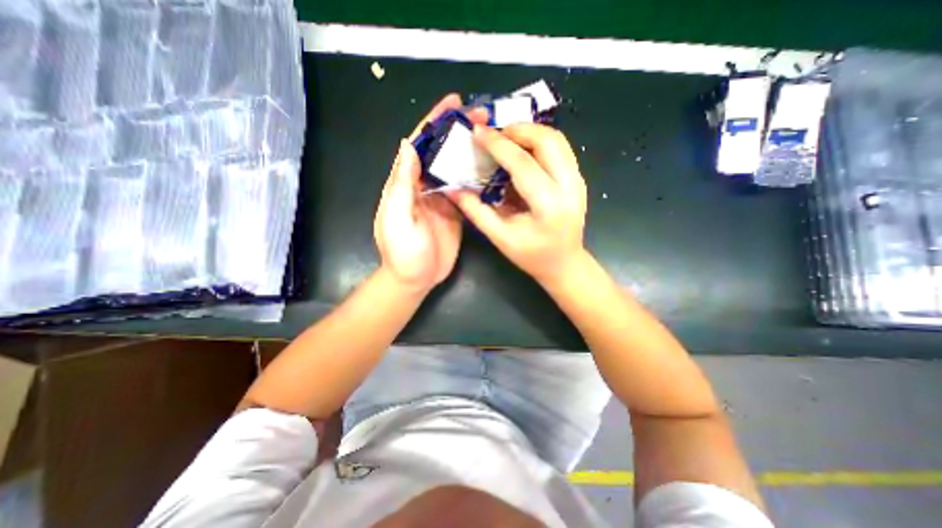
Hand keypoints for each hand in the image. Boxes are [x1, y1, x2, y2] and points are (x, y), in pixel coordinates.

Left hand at [373, 95, 478, 291]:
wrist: (415, 279)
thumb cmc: (402, 252)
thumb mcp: (398, 217)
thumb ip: (402, 183)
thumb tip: (408, 144)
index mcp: (405, 183)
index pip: (419, 144)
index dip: (434, 121)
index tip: (452, 102)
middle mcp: (424, 185)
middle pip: (440, 151)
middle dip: (457, 131)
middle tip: (481, 115)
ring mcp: (442, 198)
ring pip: (455, 167)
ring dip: (470, 150)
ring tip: (491, 135)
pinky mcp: (456, 211)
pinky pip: (466, 189)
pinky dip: (477, 176)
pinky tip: (492, 167)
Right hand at [448, 122, 585, 285]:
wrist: (564, 264)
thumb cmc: (531, 256)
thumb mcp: (500, 237)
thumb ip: (475, 211)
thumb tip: (452, 189)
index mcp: (548, 206)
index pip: (522, 164)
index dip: (498, 144)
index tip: (478, 132)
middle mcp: (569, 188)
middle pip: (547, 141)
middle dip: (518, 129)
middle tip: (494, 134)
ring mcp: (578, 181)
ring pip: (557, 140)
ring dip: (530, 132)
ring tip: (506, 138)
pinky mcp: (578, 179)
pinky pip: (560, 149)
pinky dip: (539, 141)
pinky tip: (522, 151)